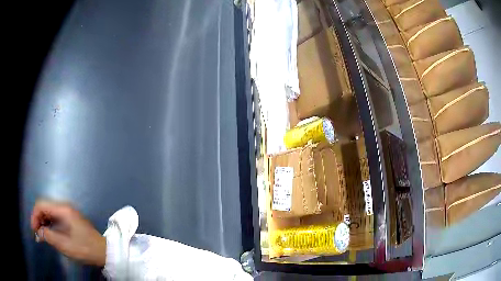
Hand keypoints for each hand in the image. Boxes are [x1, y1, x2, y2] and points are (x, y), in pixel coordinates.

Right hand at [30, 200, 106, 266]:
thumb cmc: (85, 249)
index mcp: (62, 209)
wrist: (104, 251)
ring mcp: (67, 212)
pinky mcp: (70, 219)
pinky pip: (55, 217)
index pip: (41, 204)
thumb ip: (49, 236)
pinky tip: (49, 233)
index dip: (34, 216)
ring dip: (43, 221)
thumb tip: (38, 232)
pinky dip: (49, 223)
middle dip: (38, 218)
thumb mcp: (65, 245)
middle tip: (37, 233)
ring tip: (41, 235)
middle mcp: (64, 207)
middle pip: (44, 206)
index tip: (33, 230)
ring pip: (49, 211)